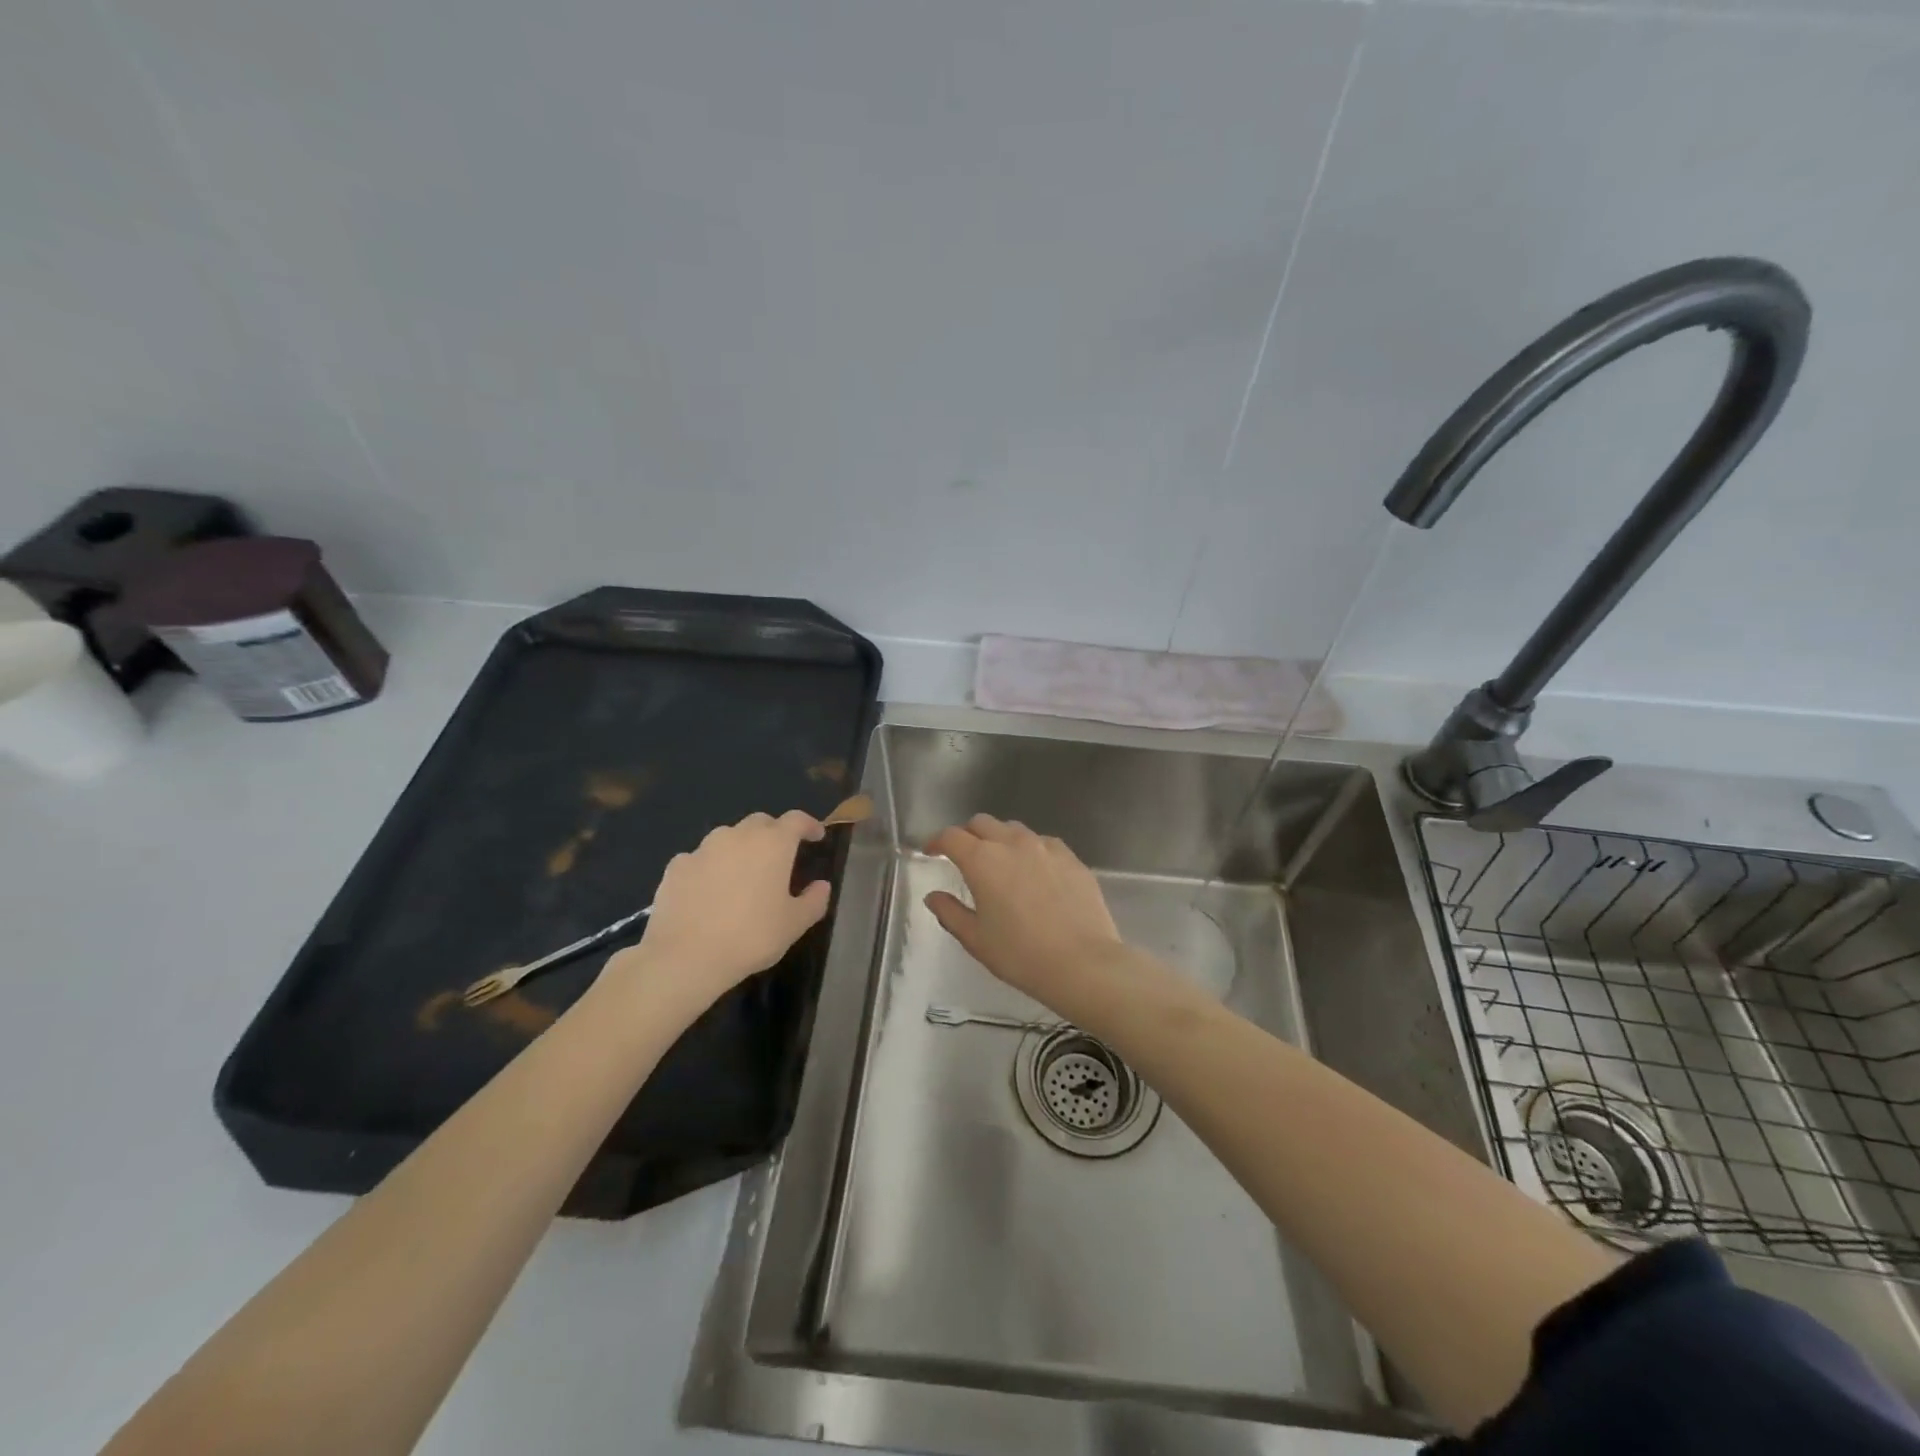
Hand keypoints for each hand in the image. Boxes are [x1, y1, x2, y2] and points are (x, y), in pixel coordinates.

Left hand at [610, 810, 830, 1012]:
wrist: (684, 957)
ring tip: (742, 875)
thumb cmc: (750, 937)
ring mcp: (703, 848)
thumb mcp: (794, 925)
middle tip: (779, 857)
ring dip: (740, 848)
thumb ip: (814, 900)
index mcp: (773, 844)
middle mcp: (738, 836)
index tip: (816, 836)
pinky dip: (710, 867)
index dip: (809, 825)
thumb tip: (821, 885)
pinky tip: (709, 891)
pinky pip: (700, 858)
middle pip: (760, 823)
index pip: (796, 820)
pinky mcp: (676, 866)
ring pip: (728, 837)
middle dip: (774, 834)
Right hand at [923, 815, 1122, 1010]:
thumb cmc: (1021, 955)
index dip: (936, 841)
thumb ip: (950, 912)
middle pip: (982, 823)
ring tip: (1000, 863)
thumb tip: (934, 896)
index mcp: (982, 860)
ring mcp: (1046, 847)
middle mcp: (1013, 843)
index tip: (931, 852)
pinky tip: (1034, 873)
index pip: (951, 836)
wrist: (1083, 963)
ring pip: (1014, 829)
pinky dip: (1030, 850)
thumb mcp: (976, 939)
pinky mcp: (1071, 857)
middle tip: (964, 857)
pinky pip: (1043, 843)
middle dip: (967, 835)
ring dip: (999, 839)